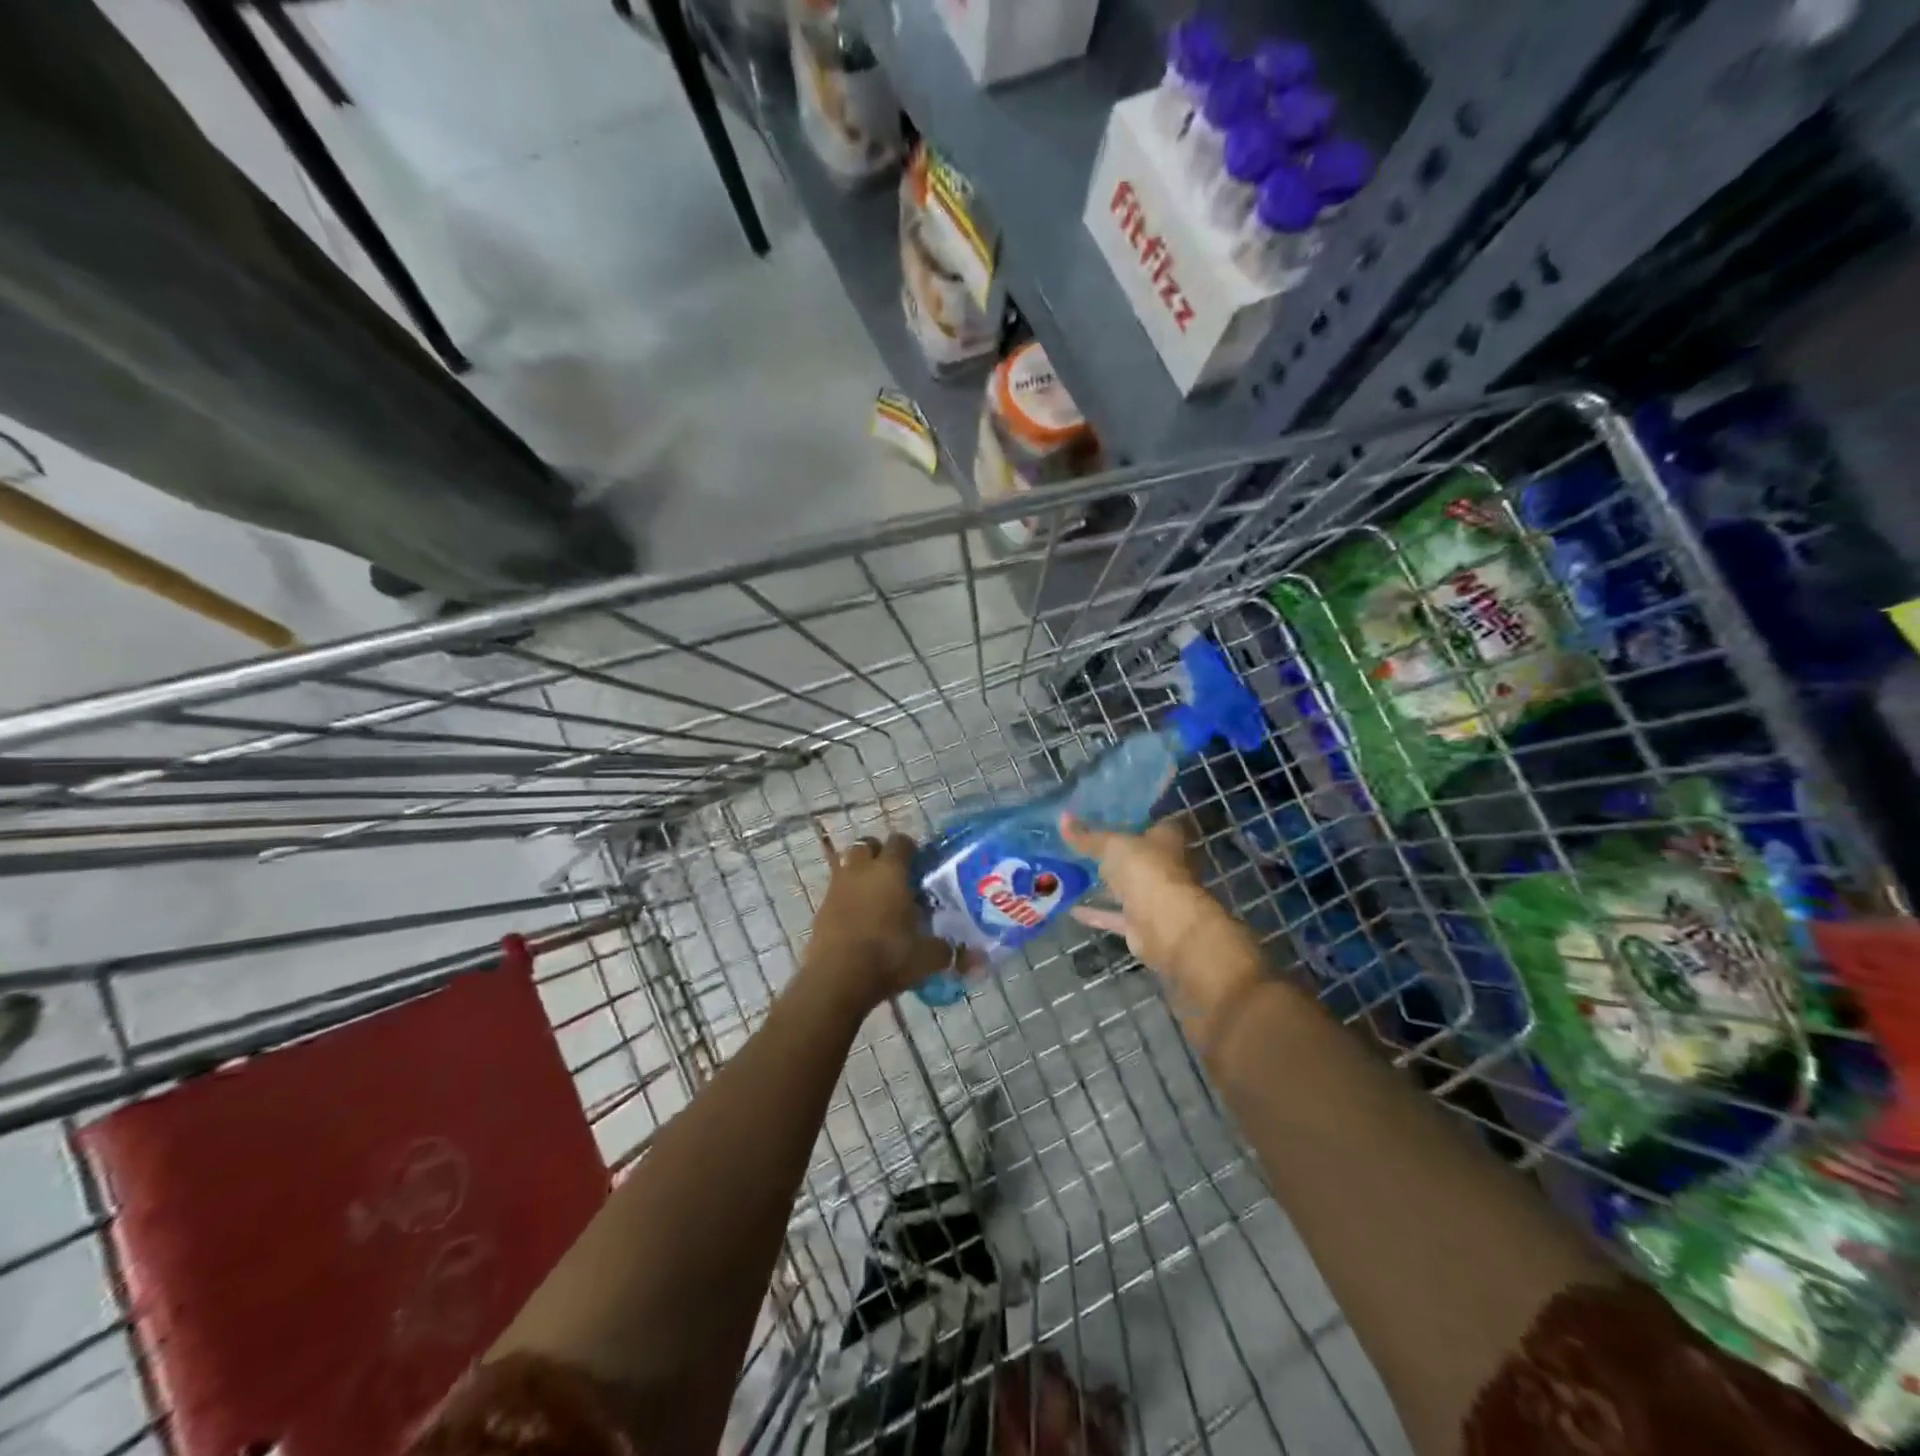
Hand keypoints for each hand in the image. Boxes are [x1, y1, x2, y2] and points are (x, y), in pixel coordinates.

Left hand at [805, 828, 960, 1008]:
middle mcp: (862, 870)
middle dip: (880, 854)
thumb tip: (973, 957)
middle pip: (868, 845)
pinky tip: (858, 918)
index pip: (901, 842)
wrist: (836, 978)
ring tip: (875, 896)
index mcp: (891, 871)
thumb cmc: (888, 956)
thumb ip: (948, 951)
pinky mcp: (820, 908)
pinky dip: (847, 897)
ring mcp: (837, 887)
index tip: (920, 865)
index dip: (911, 849)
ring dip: (860, 873)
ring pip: (848, 865)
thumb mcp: (927, 957)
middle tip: (895, 876)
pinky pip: (836, 891)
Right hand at [1061, 814, 1263, 1024]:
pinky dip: (1097, 914)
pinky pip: (1115, 916)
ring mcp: (1155, 897)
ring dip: (1108, 886)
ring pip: (1128, 888)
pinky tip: (1072, 909)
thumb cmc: (1146, 870)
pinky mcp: (1142, 924)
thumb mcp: (1112, 846)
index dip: (1134, 820)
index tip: (1109, 817)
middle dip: (1118, 855)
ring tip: (1076, 876)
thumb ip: (1088, 837)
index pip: (1154, 824)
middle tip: (1086, 846)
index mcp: (1167, 840)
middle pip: (1140, 857)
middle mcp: (1165, 867)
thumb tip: (1063, 818)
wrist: (1165, 923)